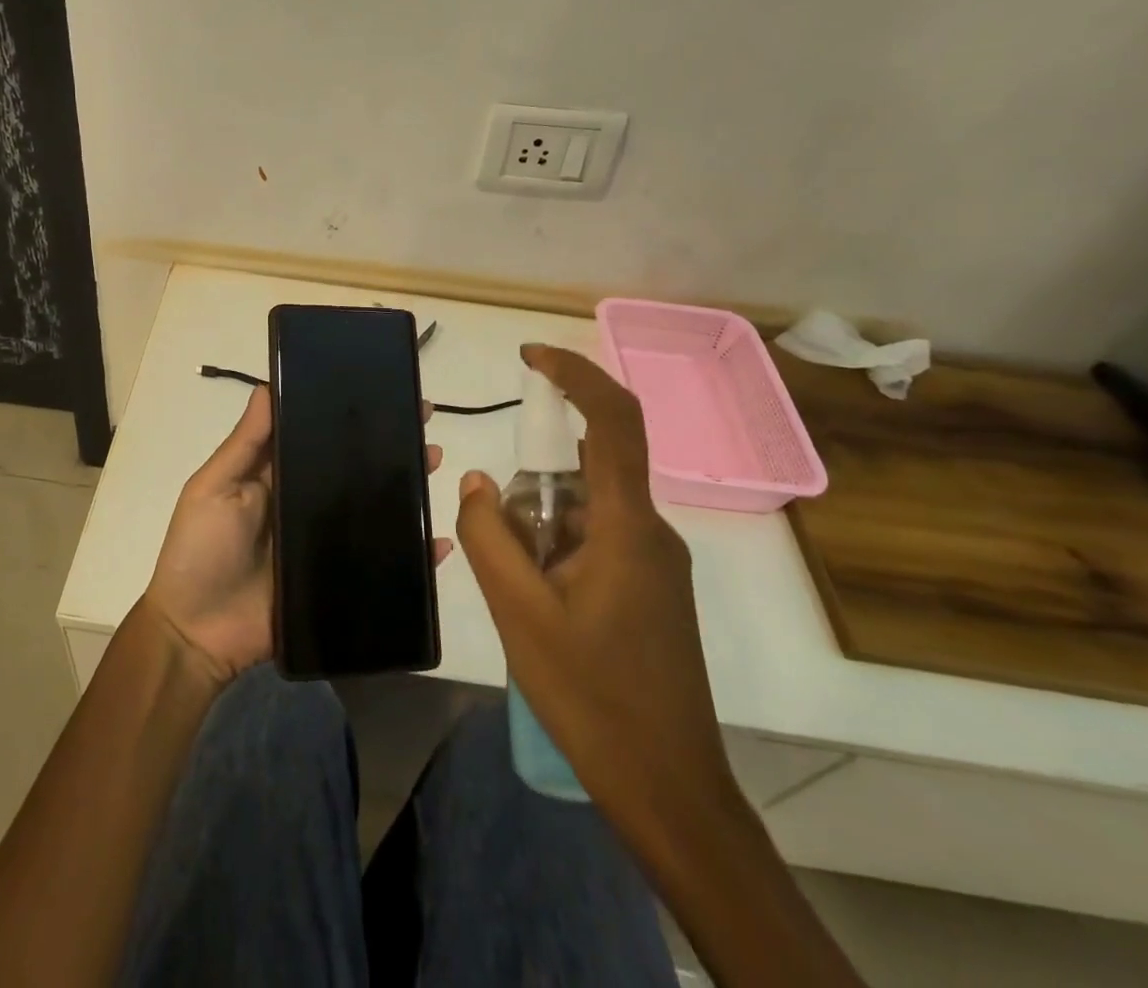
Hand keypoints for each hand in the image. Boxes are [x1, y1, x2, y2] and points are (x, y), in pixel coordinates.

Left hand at [143, 387, 448, 685]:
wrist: (196, 634)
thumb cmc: (200, 550)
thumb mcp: (214, 486)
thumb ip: (245, 443)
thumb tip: (267, 384)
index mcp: (277, 476)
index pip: (318, 437)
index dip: (348, 416)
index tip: (382, 391)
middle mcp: (305, 503)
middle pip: (353, 469)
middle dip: (387, 445)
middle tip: (424, 423)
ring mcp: (324, 544)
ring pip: (373, 509)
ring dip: (405, 486)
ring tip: (435, 460)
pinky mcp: (338, 582)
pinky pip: (381, 564)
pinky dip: (413, 554)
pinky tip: (439, 541)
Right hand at [457, 344, 737, 832]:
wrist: (670, 790)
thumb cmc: (594, 698)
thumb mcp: (519, 613)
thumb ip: (489, 534)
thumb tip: (477, 480)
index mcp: (628, 526)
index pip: (614, 420)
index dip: (576, 374)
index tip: (530, 357)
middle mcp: (649, 531)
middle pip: (586, 470)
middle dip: (533, 488)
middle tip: (505, 550)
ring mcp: (654, 562)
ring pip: (584, 510)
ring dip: (540, 530)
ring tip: (522, 597)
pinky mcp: (649, 589)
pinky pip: (594, 541)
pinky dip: (556, 551)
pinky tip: (540, 609)